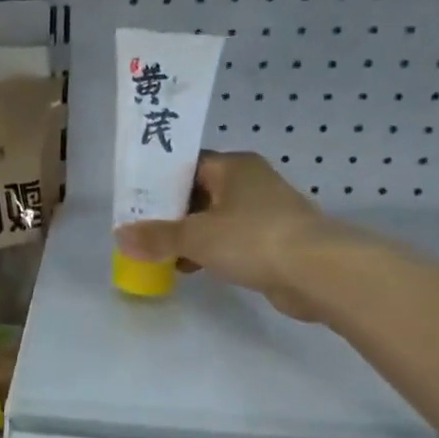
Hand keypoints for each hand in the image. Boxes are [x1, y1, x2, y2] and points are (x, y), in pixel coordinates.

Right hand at [114, 151, 344, 320]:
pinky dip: (211, 251)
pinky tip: (191, 268)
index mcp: (233, 166)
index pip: (186, 165)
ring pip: (215, 219)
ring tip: (161, 254)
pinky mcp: (274, 240)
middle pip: (198, 192)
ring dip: (190, 236)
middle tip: (141, 230)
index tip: (135, 202)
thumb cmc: (252, 238)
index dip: (158, 182)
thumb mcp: (195, 236)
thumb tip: (120, 236)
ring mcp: (265, 211)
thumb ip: (156, 236)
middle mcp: (250, 181)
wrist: (318, 272)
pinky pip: (231, 240)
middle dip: (170, 213)